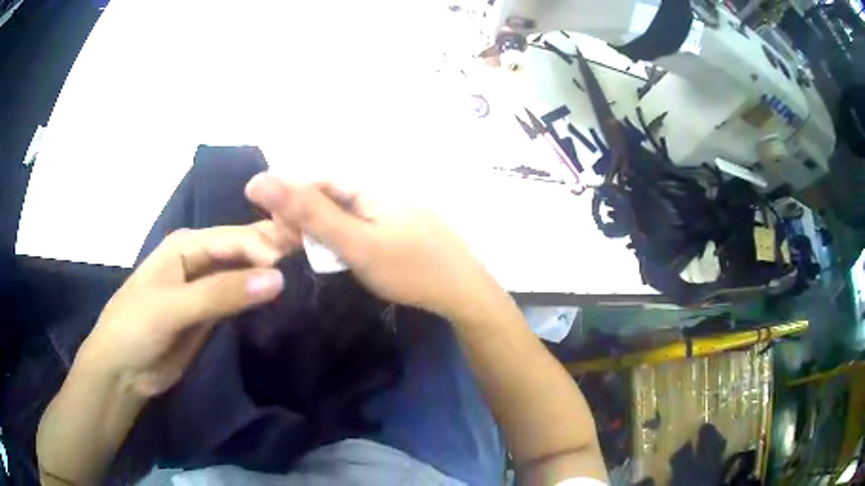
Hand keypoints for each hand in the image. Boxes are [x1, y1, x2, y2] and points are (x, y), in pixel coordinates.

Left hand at [77, 222, 297, 397]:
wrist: (123, 372)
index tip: (295, 261)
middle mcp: (198, 260)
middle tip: (315, 255)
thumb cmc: (136, 328)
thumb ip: (221, 293)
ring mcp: (205, 288)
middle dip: (272, 252)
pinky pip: (238, 300)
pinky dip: (257, 298)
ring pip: (243, 276)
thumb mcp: (173, 308)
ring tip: (307, 274)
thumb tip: (277, 278)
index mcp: (185, 246)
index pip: (233, 238)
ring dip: (268, 276)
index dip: (263, 245)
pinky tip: (281, 297)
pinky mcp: (209, 314)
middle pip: (241, 251)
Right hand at [245, 173, 498, 318]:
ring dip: (325, 231)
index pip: (314, 183)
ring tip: (319, 256)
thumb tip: (260, 180)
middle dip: (306, 219)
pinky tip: (345, 255)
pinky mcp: (402, 227)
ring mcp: (395, 208)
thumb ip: (309, 213)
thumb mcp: (354, 242)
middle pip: (330, 197)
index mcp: (368, 186)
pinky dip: (347, 238)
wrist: (465, 293)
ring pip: (346, 213)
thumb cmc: (409, 269)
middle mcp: (381, 190)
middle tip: (294, 249)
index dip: (289, 203)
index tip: (277, 233)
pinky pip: (364, 225)